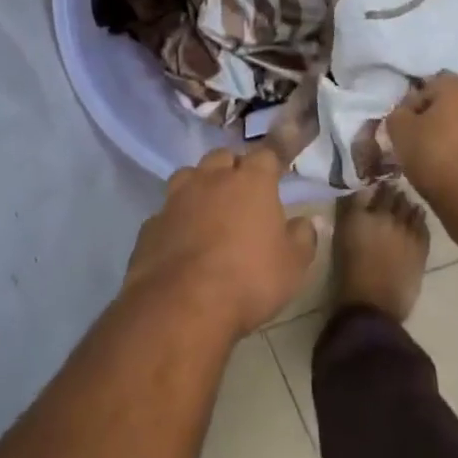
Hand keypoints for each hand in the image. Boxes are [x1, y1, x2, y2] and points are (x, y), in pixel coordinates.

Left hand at [127, 147, 318, 337]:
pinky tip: (182, 240)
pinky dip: (177, 219)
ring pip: (188, 176)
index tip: (278, 170)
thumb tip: (307, 220)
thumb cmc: (249, 280)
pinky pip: (167, 211)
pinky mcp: (151, 224)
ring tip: (209, 209)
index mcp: (251, 182)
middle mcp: (211, 179)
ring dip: (200, 186)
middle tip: (243, 191)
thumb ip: (302, 238)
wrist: (182, 304)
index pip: (266, 154)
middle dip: (233, 168)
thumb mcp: (292, 265)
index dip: (273, 161)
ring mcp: (175, 199)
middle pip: (222, 157)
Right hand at [386, 74, 457, 200]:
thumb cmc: (436, 155)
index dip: (412, 110)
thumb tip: (405, 114)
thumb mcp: (400, 132)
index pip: (426, 89)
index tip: (405, 132)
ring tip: (444, 161)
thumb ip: (398, 115)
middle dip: (439, 119)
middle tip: (423, 144)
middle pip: (453, 103)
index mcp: (457, 84)